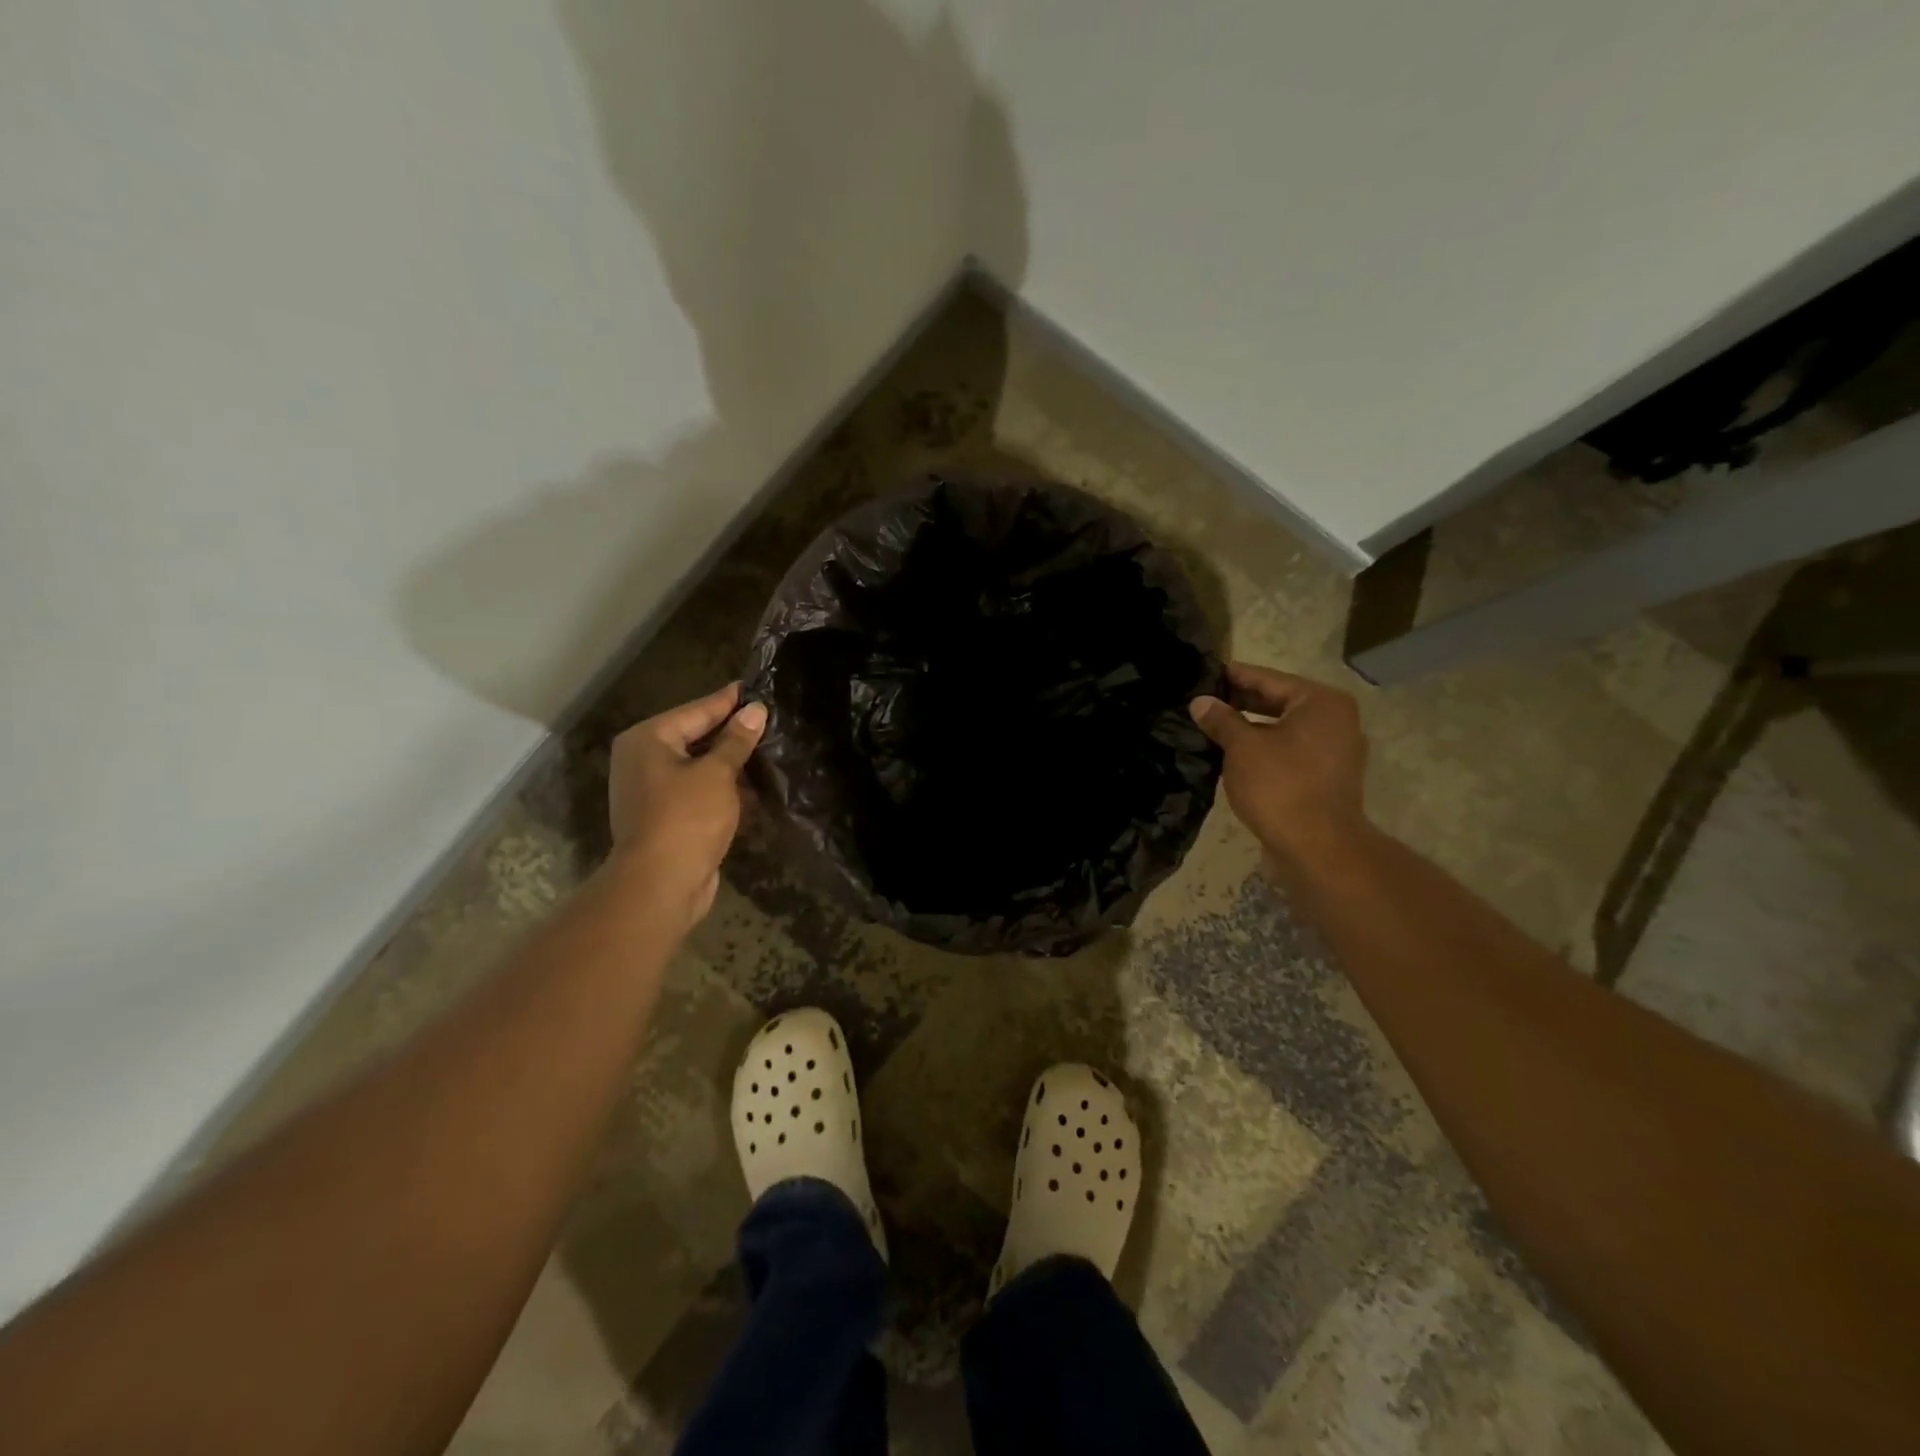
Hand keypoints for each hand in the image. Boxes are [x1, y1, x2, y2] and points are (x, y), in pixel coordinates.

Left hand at [606, 682, 767, 934]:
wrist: (660, 885)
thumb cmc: (687, 819)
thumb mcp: (717, 774)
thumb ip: (736, 740)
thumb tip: (755, 710)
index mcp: (648, 739)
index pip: (697, 710)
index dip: (729, 700)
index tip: (755, 687)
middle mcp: (642, 759)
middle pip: (694, 735)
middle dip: (730, 731)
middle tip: (767, 716)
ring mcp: (650, 789)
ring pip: (697, 764)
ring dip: (728, 761)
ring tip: (766, 747)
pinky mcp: (663, 816)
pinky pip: (696, 789)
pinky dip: (720, 785)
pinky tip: (750, 784)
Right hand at [1190, 662, 1368, 860]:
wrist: (1317, 847)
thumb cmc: (1280, 786)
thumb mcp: (1242, 747)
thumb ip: (1221, 720)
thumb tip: (1200, 702)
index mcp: (1321, 702)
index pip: (1268, 679)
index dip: (1233, 676)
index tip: (1205, 673)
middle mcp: (1336, 719)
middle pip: (1280, 701)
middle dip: (1241, 703)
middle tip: (1204, 701)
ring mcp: (1337, 750)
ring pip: (1285, 728)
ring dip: (1252, 728)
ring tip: (1214, 727)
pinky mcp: (1329, 777)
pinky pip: (1292, 750)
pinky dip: (1266, 748)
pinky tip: (1236, 754)